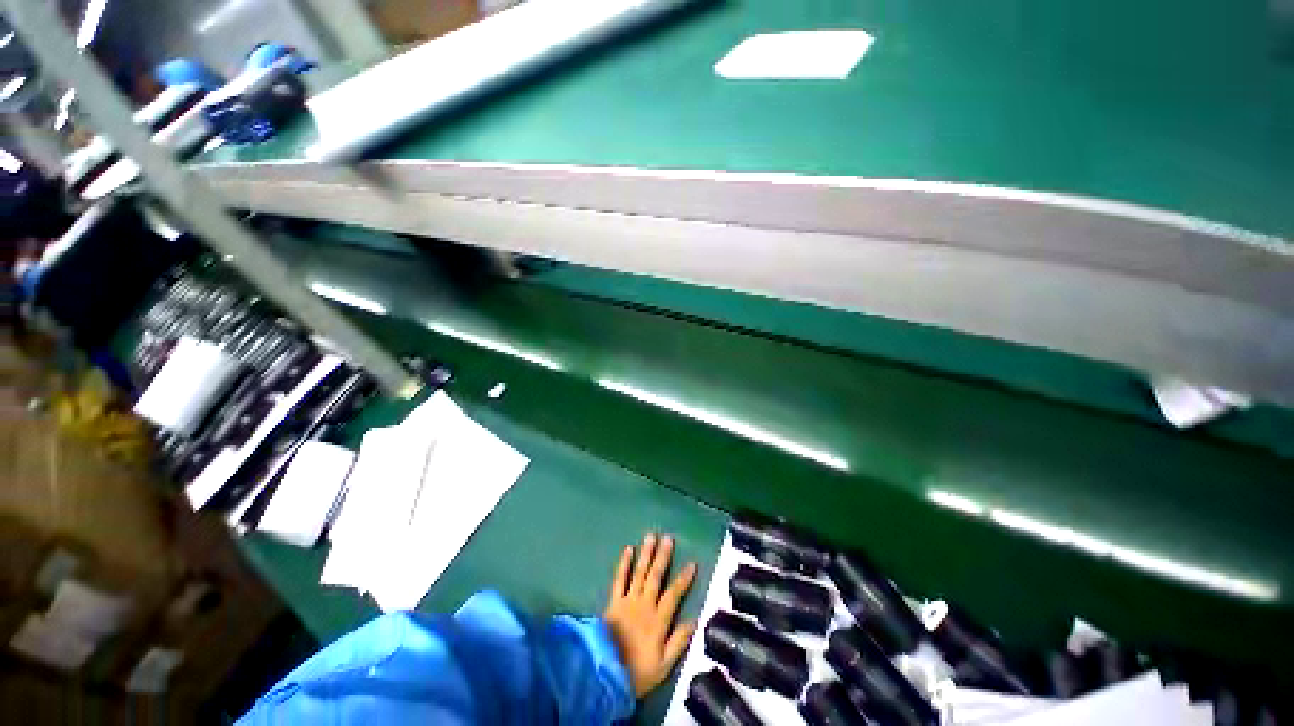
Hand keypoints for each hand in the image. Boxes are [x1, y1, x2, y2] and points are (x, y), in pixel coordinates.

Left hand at [604, 533, 698, 696]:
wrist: (604, 675)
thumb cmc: (636, 672)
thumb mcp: (663, 665)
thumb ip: (679, 641)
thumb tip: (695, 621)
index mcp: (657, 620)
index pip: (673, 594)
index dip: (683, 579)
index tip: (692, 563)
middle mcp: (644, 605)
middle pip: (655, 577)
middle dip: (663, 557)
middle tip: (668, 538)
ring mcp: (627, 601)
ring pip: (639, 573)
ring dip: (646, 554)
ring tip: (651, 537)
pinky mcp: (613, 602)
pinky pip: (619, 579)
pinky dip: (624, 564)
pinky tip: (628, 550)